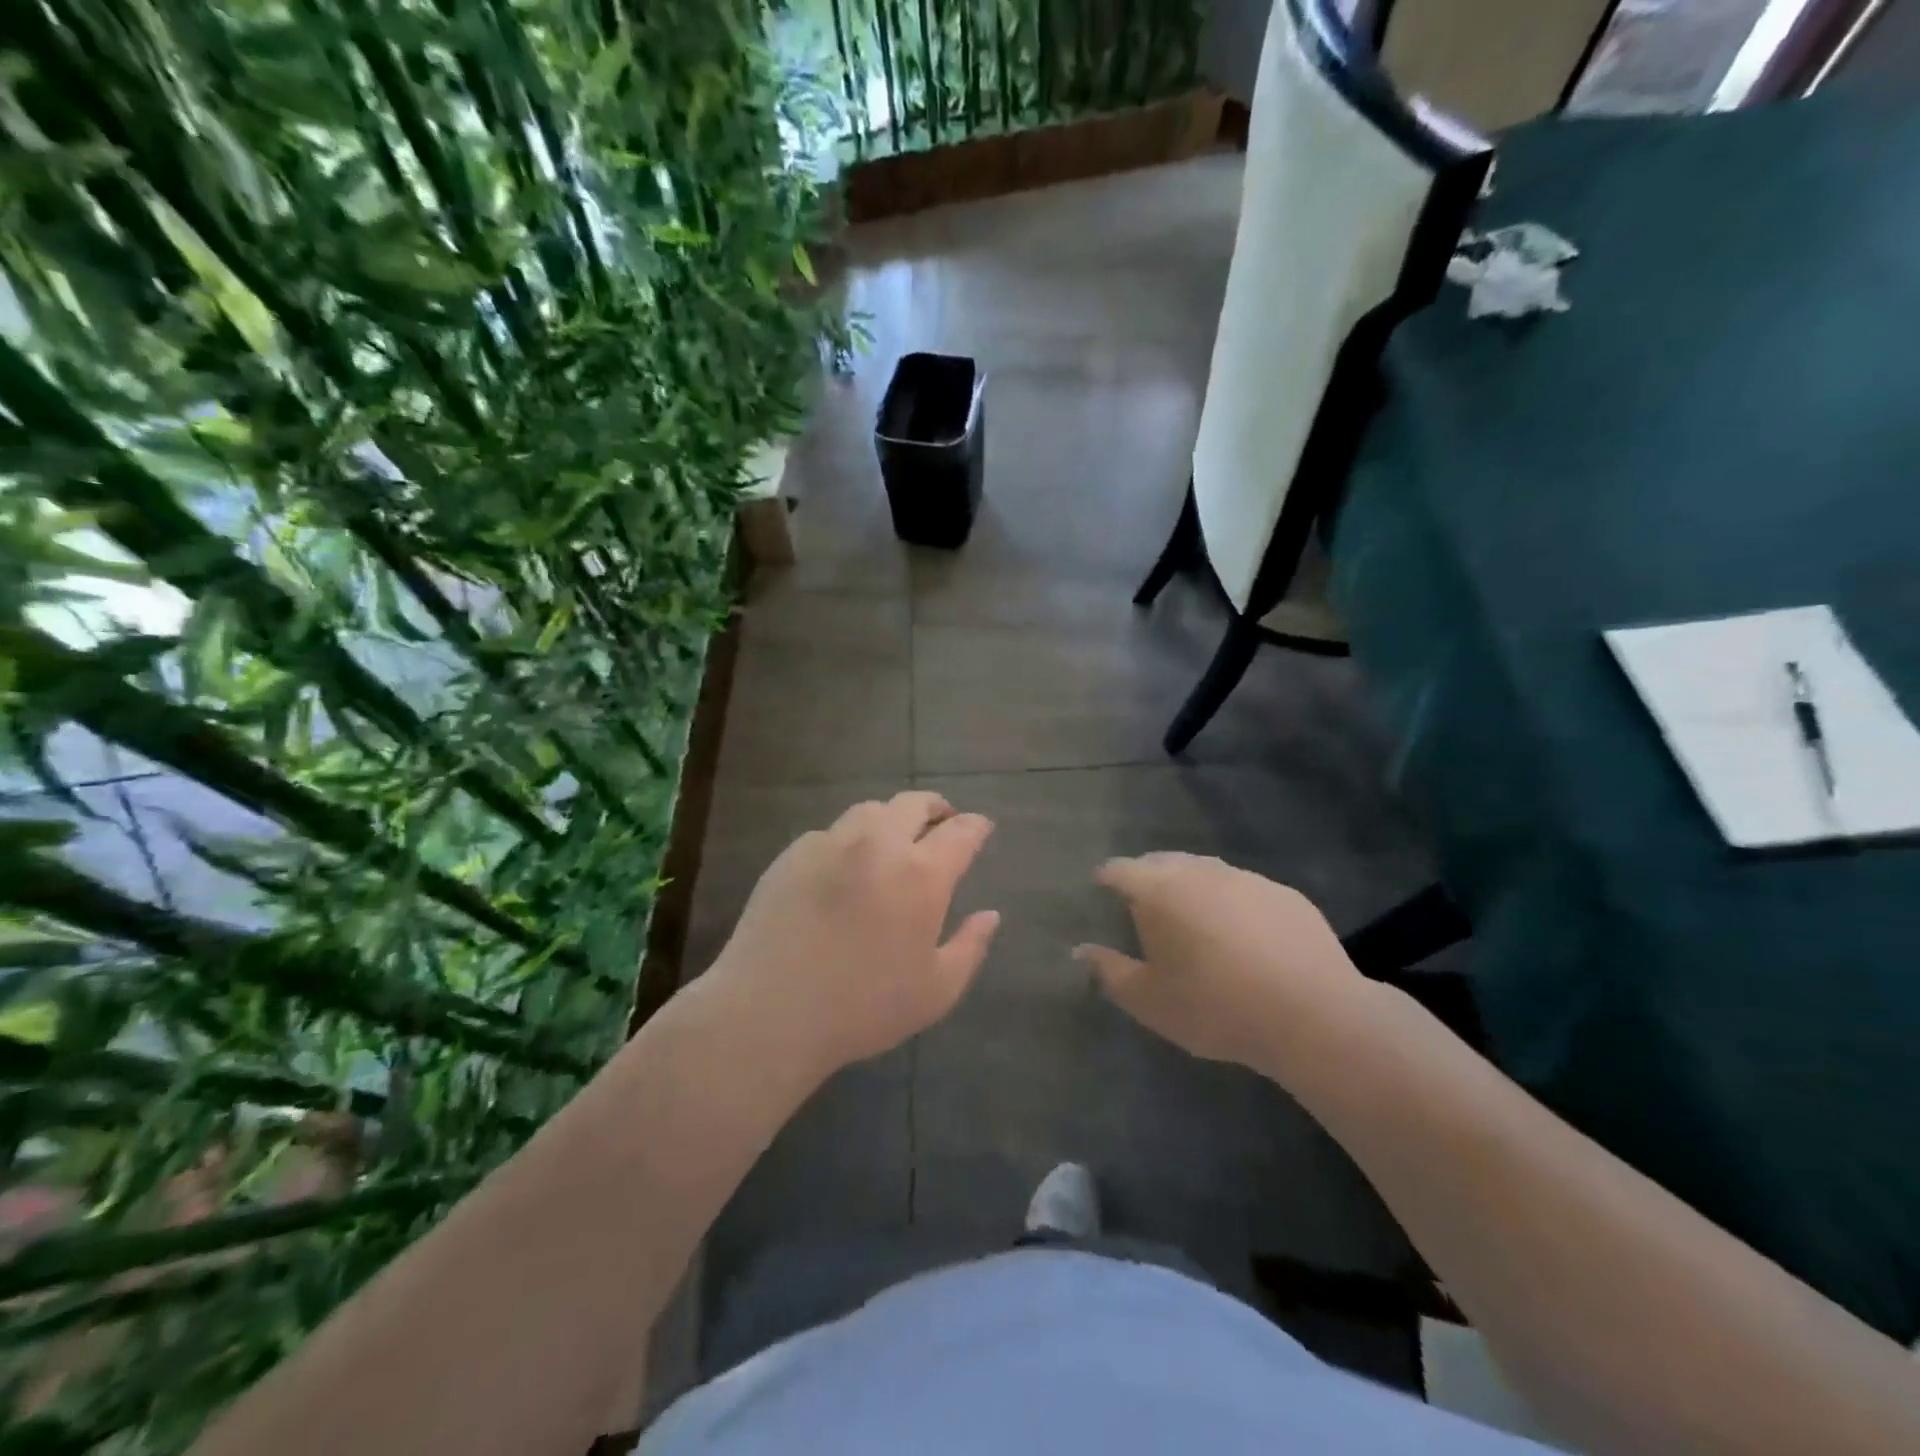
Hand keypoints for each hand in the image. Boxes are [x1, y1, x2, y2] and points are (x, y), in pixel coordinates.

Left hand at [709, 792, 999, 1076]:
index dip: (976, 826)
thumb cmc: (862, 1007)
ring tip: (894, 840)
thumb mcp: (936, 991)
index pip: (961, 832)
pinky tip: (846, 867)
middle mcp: (878, 844)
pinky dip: (851, 840)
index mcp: (921, 874)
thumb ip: (971, 947)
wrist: (769, 1012)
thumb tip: (990, 915)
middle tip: (942, 823)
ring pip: (871, 810)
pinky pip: (832, 833)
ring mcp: (831, 843)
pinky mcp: (793, 854)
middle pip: (914, 804)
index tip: (981, 828)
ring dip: (893, 818)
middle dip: (936, 808)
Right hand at [1076, 853, 1372, 1080]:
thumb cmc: (1213, 1006)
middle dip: (1148, 875)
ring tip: (1191, 914)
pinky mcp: (1285, 895)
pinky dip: (1233, 902)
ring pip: (1207, 871)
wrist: (1311, 1014)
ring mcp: (1247, 879)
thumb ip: (1108, 971)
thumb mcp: (1148, 1001)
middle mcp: (1200, 872)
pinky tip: (1242, 932)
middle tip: (1143, 900)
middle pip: (1163, 862)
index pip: (1121, 869)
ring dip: (1192, 885)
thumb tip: (1080, 950)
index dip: (1107, 876)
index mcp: (1158, 890)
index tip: (1101, 884)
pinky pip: (1246, 890)